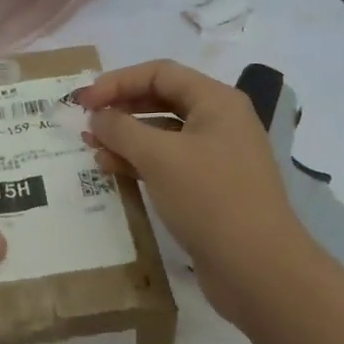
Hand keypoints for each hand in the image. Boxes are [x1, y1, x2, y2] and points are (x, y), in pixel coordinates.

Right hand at [76, 60, 314, 315]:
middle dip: (121, 108)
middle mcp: (220, 122)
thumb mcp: (159, 157)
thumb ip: (121, 129)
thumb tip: (98, 116)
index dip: (118, 81)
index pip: (160, 73)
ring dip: (126, 137)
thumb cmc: (210, 199)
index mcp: (217, 101)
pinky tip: (114, 171)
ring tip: (93, 148)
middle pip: (162, 100)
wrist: (259, 270)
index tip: (84, 101)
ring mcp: (217, 157)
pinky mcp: (210, 189)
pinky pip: (169, 163)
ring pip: (163, 134)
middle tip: (85, 122)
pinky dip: (141, 163)